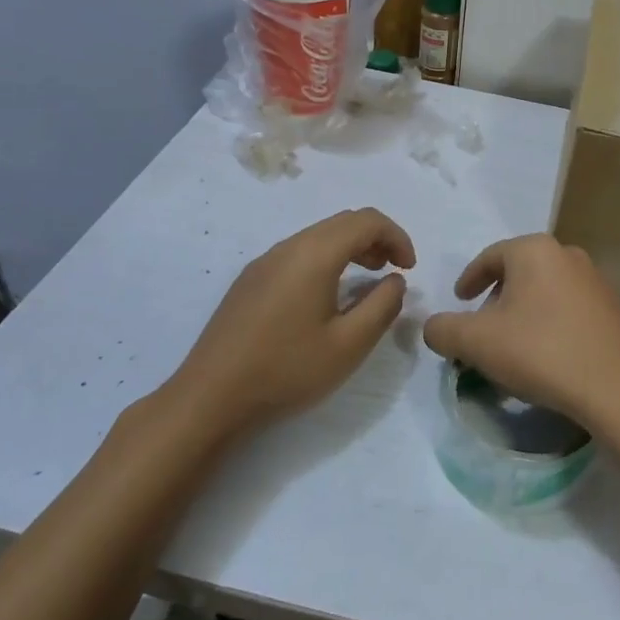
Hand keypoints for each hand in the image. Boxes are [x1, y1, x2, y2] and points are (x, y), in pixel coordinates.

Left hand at [162, 208, 415, 441]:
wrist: (209, 398)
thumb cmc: (286, 371)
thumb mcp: (349, 346)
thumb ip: (382, 306)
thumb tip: (394, 280)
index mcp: (314, 254)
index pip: (367, 221)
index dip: (397, 237)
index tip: (410, 269)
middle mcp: (288, 247)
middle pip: (343, 222)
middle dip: (377, 239)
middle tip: (394, 272)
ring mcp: (264, 262)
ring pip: (319, 236)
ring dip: (351, 248)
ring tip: (367, 281)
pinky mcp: (250, 281)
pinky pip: (298, 253)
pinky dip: (326, 259)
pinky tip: (327, 296)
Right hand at [422, 234, 619, 432]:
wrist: (613, 386)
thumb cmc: (539, 352)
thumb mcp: (475, 342)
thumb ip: (443, 329)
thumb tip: (435, 327)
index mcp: (535, 251)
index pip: (490, 257)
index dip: (470, 279)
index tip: (460, 301)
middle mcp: (569, 255)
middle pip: (521, 271)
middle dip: (499, 296)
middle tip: (485, 327)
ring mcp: (598, 281)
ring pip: (549, 289)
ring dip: (528, 310)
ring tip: (517, 344)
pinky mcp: (616, 309)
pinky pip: (574, 309)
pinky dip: (556, 323)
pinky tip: (552, 354)